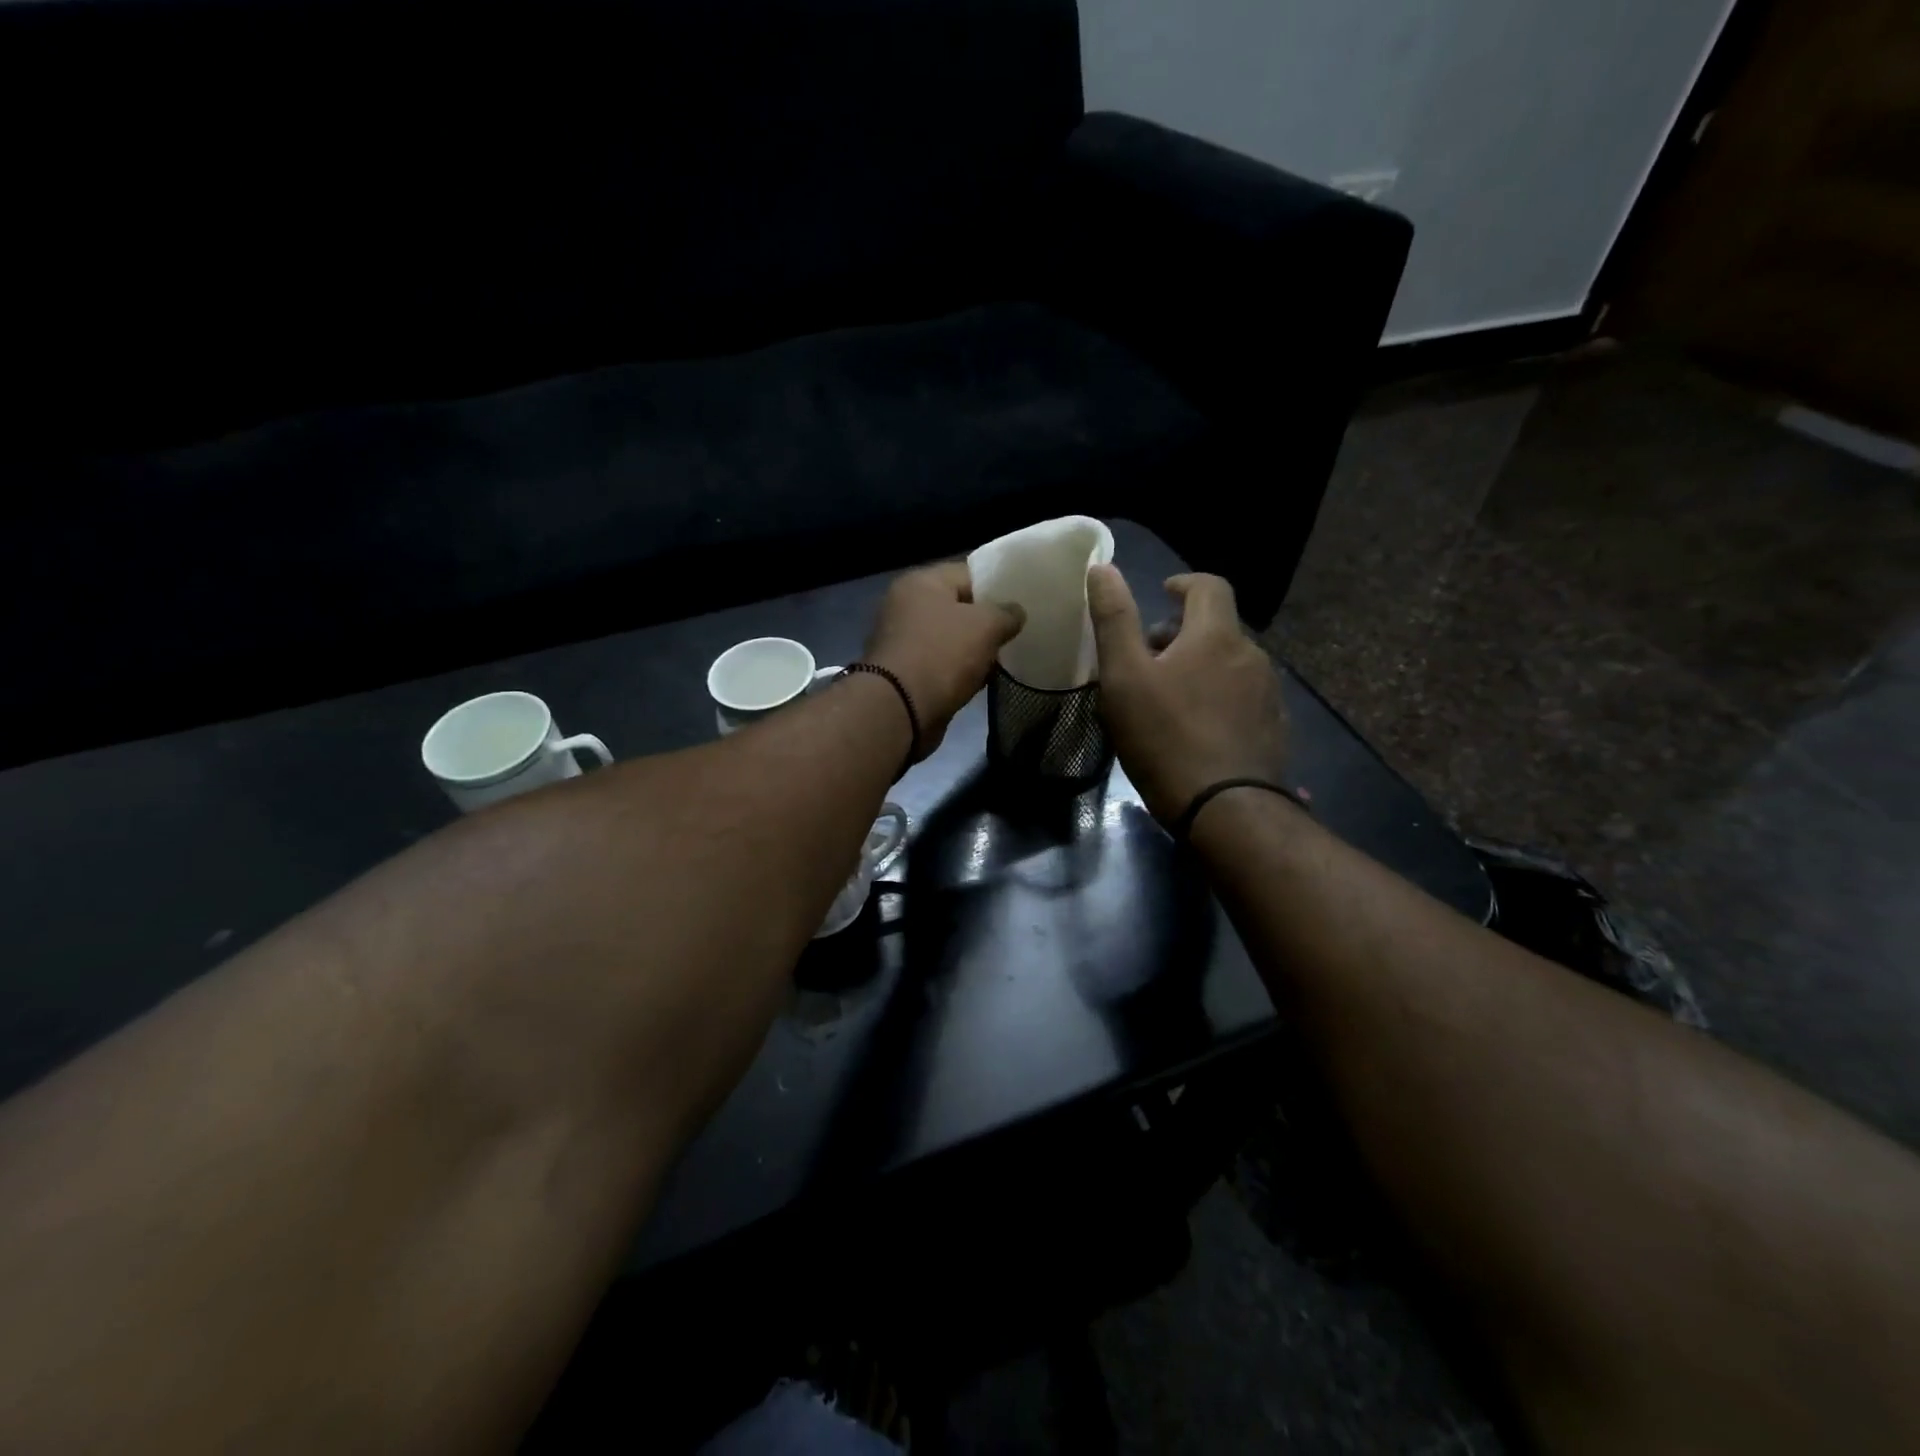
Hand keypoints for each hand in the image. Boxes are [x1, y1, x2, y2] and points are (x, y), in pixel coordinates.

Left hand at [864, 561, 1024, 756]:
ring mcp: (903, 641)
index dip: (998, 585)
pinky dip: (960, 671)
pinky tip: (982, 681)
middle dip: (987, 621)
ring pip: (950, 639)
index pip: (968, 573)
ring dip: (974, 650)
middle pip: (958, 607)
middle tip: (1017, 632)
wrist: (899, 709)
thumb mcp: (985, 626)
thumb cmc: (941, 654)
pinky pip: (941, 665)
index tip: (1023, 601)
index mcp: (921, 582)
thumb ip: (1006, 613)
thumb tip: (1015, 613)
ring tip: (1004, 658)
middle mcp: (906, 606)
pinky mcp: (905, 673)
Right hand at [1087, 565, 1288, 823]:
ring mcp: (1268, 694)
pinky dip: (1219, 696)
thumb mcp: (1124, 677)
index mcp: (1216, 636)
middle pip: (1217, 627)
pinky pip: (1243, 696)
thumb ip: (1114, 619)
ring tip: (1170, 696)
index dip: (1184, 583)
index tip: (1163, 593)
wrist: (1225, 809)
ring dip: (1201, 666)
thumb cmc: (1165, 737)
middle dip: (1184, 632)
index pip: (1209, 586)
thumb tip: (1102, 567)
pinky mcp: (1274, 727)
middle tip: (1149, 658)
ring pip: (1230, 663)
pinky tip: (1198, 727)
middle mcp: (1252, 655)